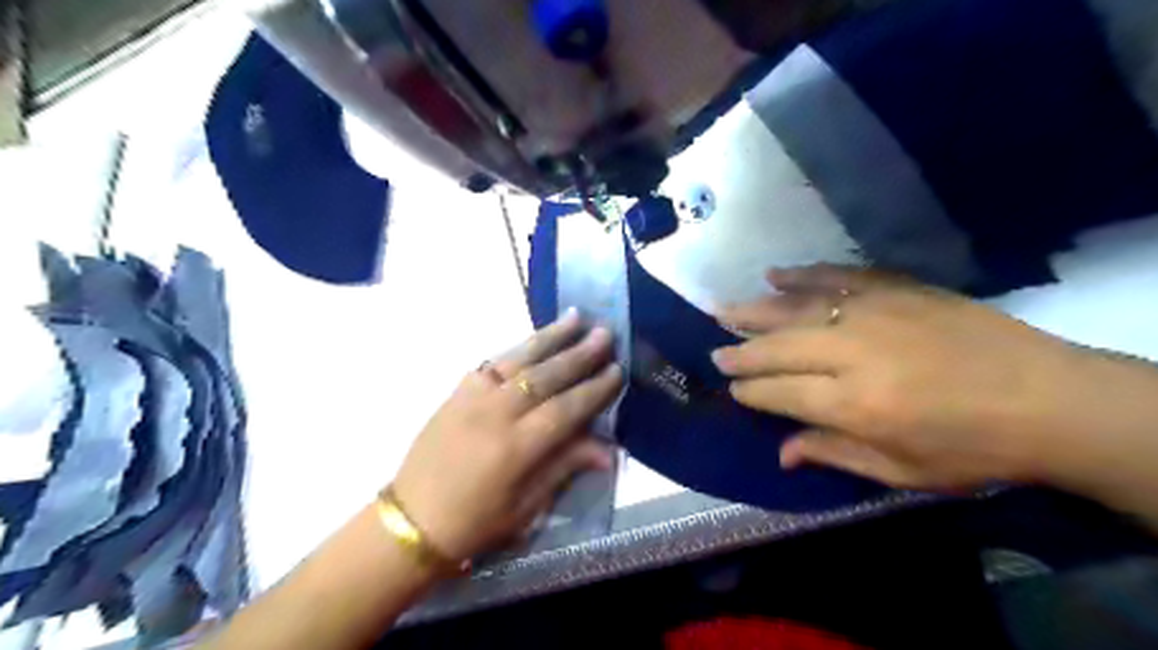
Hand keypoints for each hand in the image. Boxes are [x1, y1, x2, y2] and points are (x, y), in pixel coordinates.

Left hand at [391, 306, 624, 558]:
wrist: (411, 520)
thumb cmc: (475, 523)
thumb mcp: (526, 506)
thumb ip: (565, 466)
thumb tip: (609, 450)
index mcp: (515, 448)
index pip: (565, 408)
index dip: (594, 388)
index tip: (618, 369)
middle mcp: (495, 413)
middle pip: (545, 376)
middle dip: (579, 353)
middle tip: (605, 333)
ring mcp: (472, 397)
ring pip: (519, 359)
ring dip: (550, 337)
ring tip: (575, 317)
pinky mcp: (457, 392)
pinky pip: (493, 362)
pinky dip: (518, 349)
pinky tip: (534, 339)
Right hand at [710, 263, 1117, 491]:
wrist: (1050, 398)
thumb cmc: (971, 447)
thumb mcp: (901, 471)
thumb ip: (834, 453)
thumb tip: (780, 452)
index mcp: (852, 403)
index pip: (777, 393)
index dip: (749, 392)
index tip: (731, 389)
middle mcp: (850, 353)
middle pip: (777, 348)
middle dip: (740, 352)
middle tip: (714, 353)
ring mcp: (872, 314)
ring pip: (795, 309)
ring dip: (754, 311)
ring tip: (722, 310)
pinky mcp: (894, 289)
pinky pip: (835, 276)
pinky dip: (802, 275)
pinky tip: (774, 274)